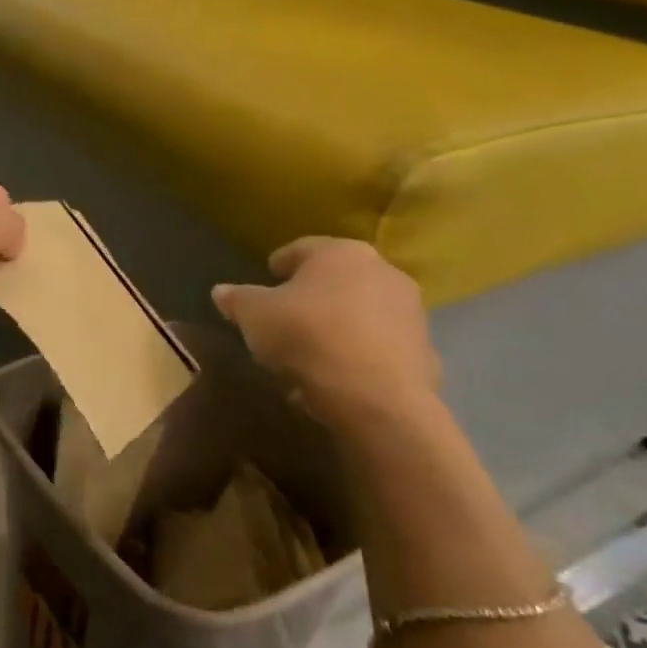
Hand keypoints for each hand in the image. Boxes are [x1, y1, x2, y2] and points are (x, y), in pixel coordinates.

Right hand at [212, 238, 441, 425]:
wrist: (376, 398)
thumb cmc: (308, 336)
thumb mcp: (255, 316)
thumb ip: (237, 299)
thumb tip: (220, 291)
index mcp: (340, 253)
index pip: (302, 249)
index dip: (280, 263)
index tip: (267, 277)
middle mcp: (382, 272)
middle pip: (336, 280)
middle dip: (312, 296)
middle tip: (286, 316)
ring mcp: (410, 313)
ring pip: (361, 313)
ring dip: (338, 326)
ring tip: (309, 353)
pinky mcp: (425, 353)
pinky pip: (379, 348)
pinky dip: (359, 356)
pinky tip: (336, 378)